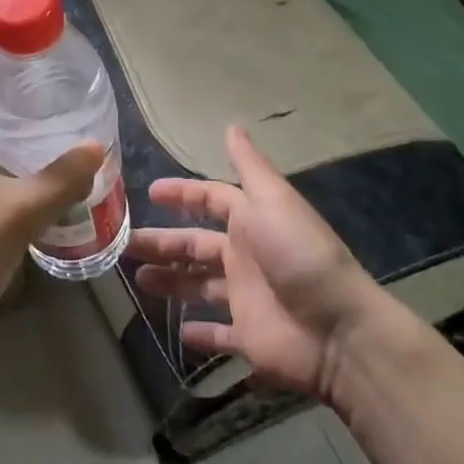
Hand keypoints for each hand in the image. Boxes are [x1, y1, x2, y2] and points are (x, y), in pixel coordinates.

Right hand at [131, 126, 423, 400]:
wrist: (338, 330)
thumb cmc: (299, 256)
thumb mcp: (273, 202)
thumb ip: (249, 167)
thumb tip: (232, 126)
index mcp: (251, 222)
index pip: (210, 201)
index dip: (182, 195)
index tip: (149, 193)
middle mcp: (245, 256)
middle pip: (195, 245)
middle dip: (162, 242)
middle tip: (125, 244)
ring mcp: (246, 298)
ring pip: (198, 286)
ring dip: (170, 281)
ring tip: (138, 280)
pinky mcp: (248, 338)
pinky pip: (218, 334)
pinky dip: (200, 333)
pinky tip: (176, 332)